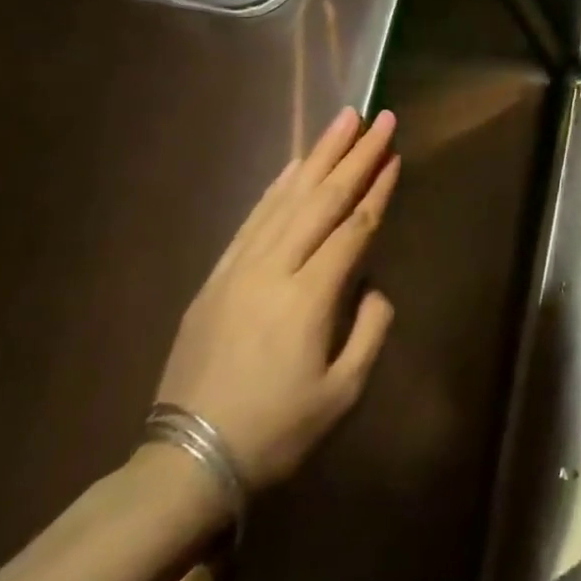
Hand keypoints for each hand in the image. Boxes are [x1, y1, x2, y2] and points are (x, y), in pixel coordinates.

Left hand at [154, 108, 398, 488]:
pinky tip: (292, 167)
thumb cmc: (277, 432)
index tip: (395, 154)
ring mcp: (238, 271)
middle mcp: (273, 271)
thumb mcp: (343, 393)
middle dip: (354, 156)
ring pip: (285, 200)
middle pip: (321, 201)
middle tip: (378, 117)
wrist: (185, 463)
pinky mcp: (215, 280)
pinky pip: (252, 221)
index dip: (377, 190)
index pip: (354, 229)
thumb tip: (373, 286)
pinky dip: (276, 188)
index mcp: (309, 299)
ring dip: (317, 158)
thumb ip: (371, 330)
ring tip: (341, 123)